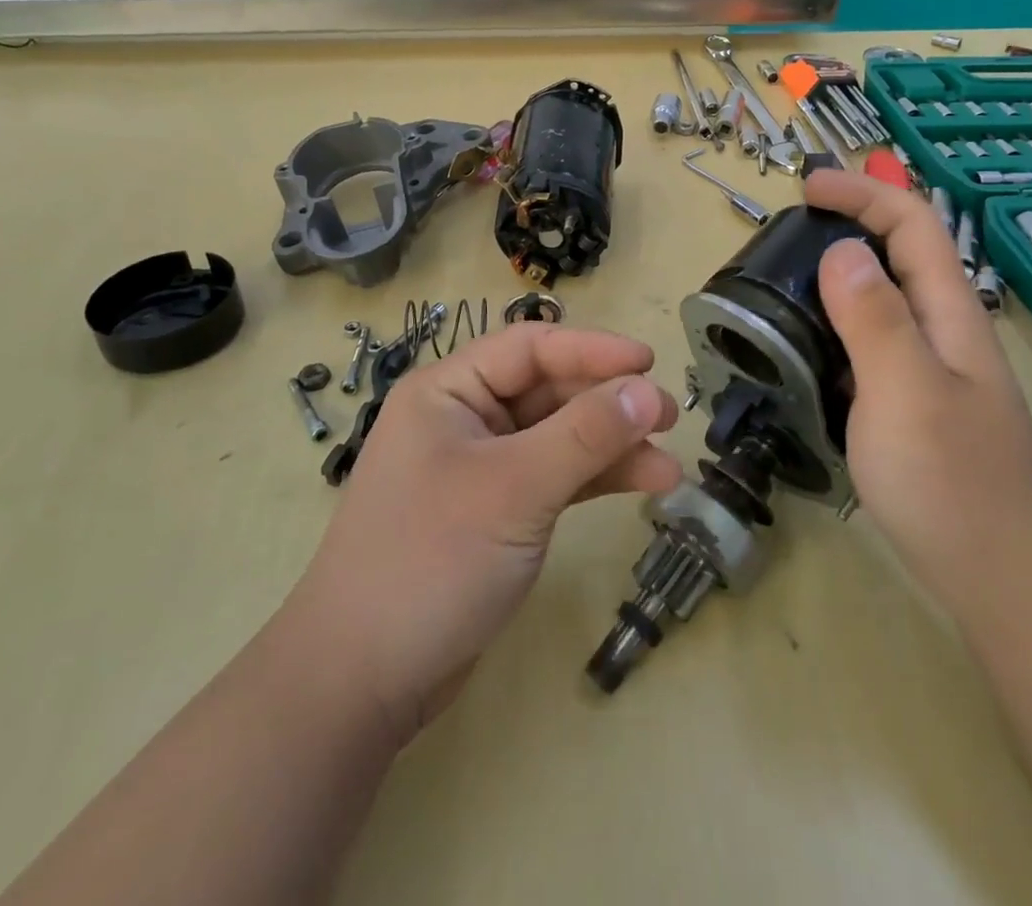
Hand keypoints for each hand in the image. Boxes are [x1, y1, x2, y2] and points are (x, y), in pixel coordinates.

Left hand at [292, 325, 681, 741]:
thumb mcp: (514, 489)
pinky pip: (555, 476)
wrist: (362, 683)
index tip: (650, 361)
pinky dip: (595, 479)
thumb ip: (585, 435)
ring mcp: (481, 467)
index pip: (530, 348)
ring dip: (612, 445)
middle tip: (669, 416)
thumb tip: (648, 390)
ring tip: (668, 464)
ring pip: (558, 436)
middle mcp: (464, 418)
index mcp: (448, 391)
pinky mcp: (497, 511)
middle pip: (548, 390)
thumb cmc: (431, 561)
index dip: (593, 349)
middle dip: (609, 402)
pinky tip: (642, 485)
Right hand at [804, 169, 1031, 609]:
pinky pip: (869, 341)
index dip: (863, 192)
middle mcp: (942, 331)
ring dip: (838, 273)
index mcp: (948, 314)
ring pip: (883, 298)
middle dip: (850, 222)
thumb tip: (840, 250)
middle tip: (786, 233)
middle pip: (900, 253)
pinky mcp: (912, 403)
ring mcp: (929, 369)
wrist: (1000, 579)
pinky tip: (803, 346)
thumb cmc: (951, 483)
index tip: (806, 186)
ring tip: (782, 282)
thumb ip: (874, 318)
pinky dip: (834, 323)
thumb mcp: (906, 391)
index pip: (912, 223)